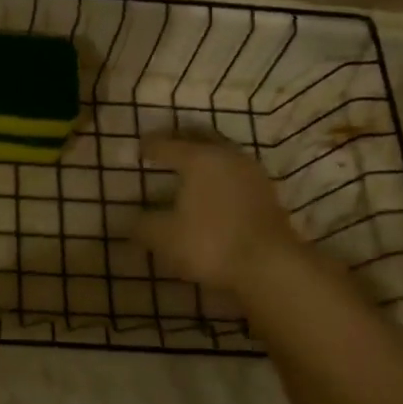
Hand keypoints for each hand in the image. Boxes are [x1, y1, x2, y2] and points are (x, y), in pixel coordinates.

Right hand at [135, 135, 299, 291]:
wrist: (270, 265)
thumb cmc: (210, 243)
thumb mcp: (163, 237)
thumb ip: (143, 224)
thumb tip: (132, 220)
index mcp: (198, 159)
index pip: (167, 145)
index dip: (150, 146)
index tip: (139, 148)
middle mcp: (226, 157)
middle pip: (200, 138)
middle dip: (181, 139)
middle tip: (165, 145)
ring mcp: (251, 173)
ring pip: (222, 153)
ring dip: (204, 155)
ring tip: (188, 165)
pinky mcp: (266, 192)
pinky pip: (235, 172)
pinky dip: (220, 173)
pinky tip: (213, 187)